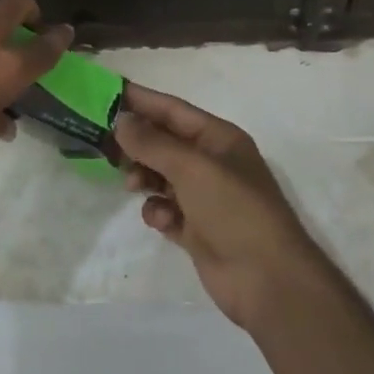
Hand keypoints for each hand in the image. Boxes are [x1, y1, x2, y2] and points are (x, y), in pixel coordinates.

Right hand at [116, 84, 322, 329]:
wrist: (268, 280)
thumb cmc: (234, 210)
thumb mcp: (192, 168)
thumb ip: (152, 143)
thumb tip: (121, 120)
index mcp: (219, 138)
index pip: (173, 110)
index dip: (141, 100)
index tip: (106, 93)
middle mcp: (212, 163)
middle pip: (164, 143)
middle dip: (137, 144)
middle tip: (105, 146)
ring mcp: (205, 197)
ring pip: (161, 176)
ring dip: (144, 177)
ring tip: (133, 186)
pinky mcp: (197, 229)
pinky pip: (166, 209)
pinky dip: (159, 212)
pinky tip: (163, 221)